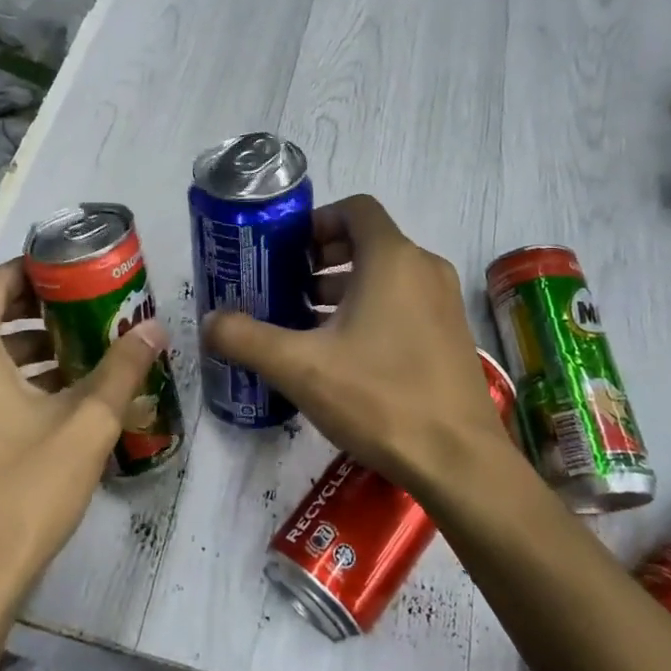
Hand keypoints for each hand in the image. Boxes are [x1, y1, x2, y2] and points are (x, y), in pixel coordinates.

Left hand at [0, 259, 169, 612]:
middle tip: (86, 309)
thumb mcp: (85, 425)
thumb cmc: (21, 492)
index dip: (37, 270)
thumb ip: (122, 369)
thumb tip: (156, 329)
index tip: (78, 272)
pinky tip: (44, 401)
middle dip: (35, 309)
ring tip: (75, 354)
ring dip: (19, 347)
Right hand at [202, 195, 510, 495]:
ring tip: (306, 323)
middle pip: (368, 242)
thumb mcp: (299, 367)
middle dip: (323, 259)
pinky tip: (343, 354)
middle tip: (288, 288)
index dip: (318, 222)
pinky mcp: (452, 335)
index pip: (356, 209)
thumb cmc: (379, 397)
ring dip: (345, 288)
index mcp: (393, 259)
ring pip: (386, 275)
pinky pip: (405, 302)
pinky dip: (372, 310)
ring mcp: (444, 303)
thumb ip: (246, 338)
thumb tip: (209, 322)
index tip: (288, 252)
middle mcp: (424, 269)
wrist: (460, 462)